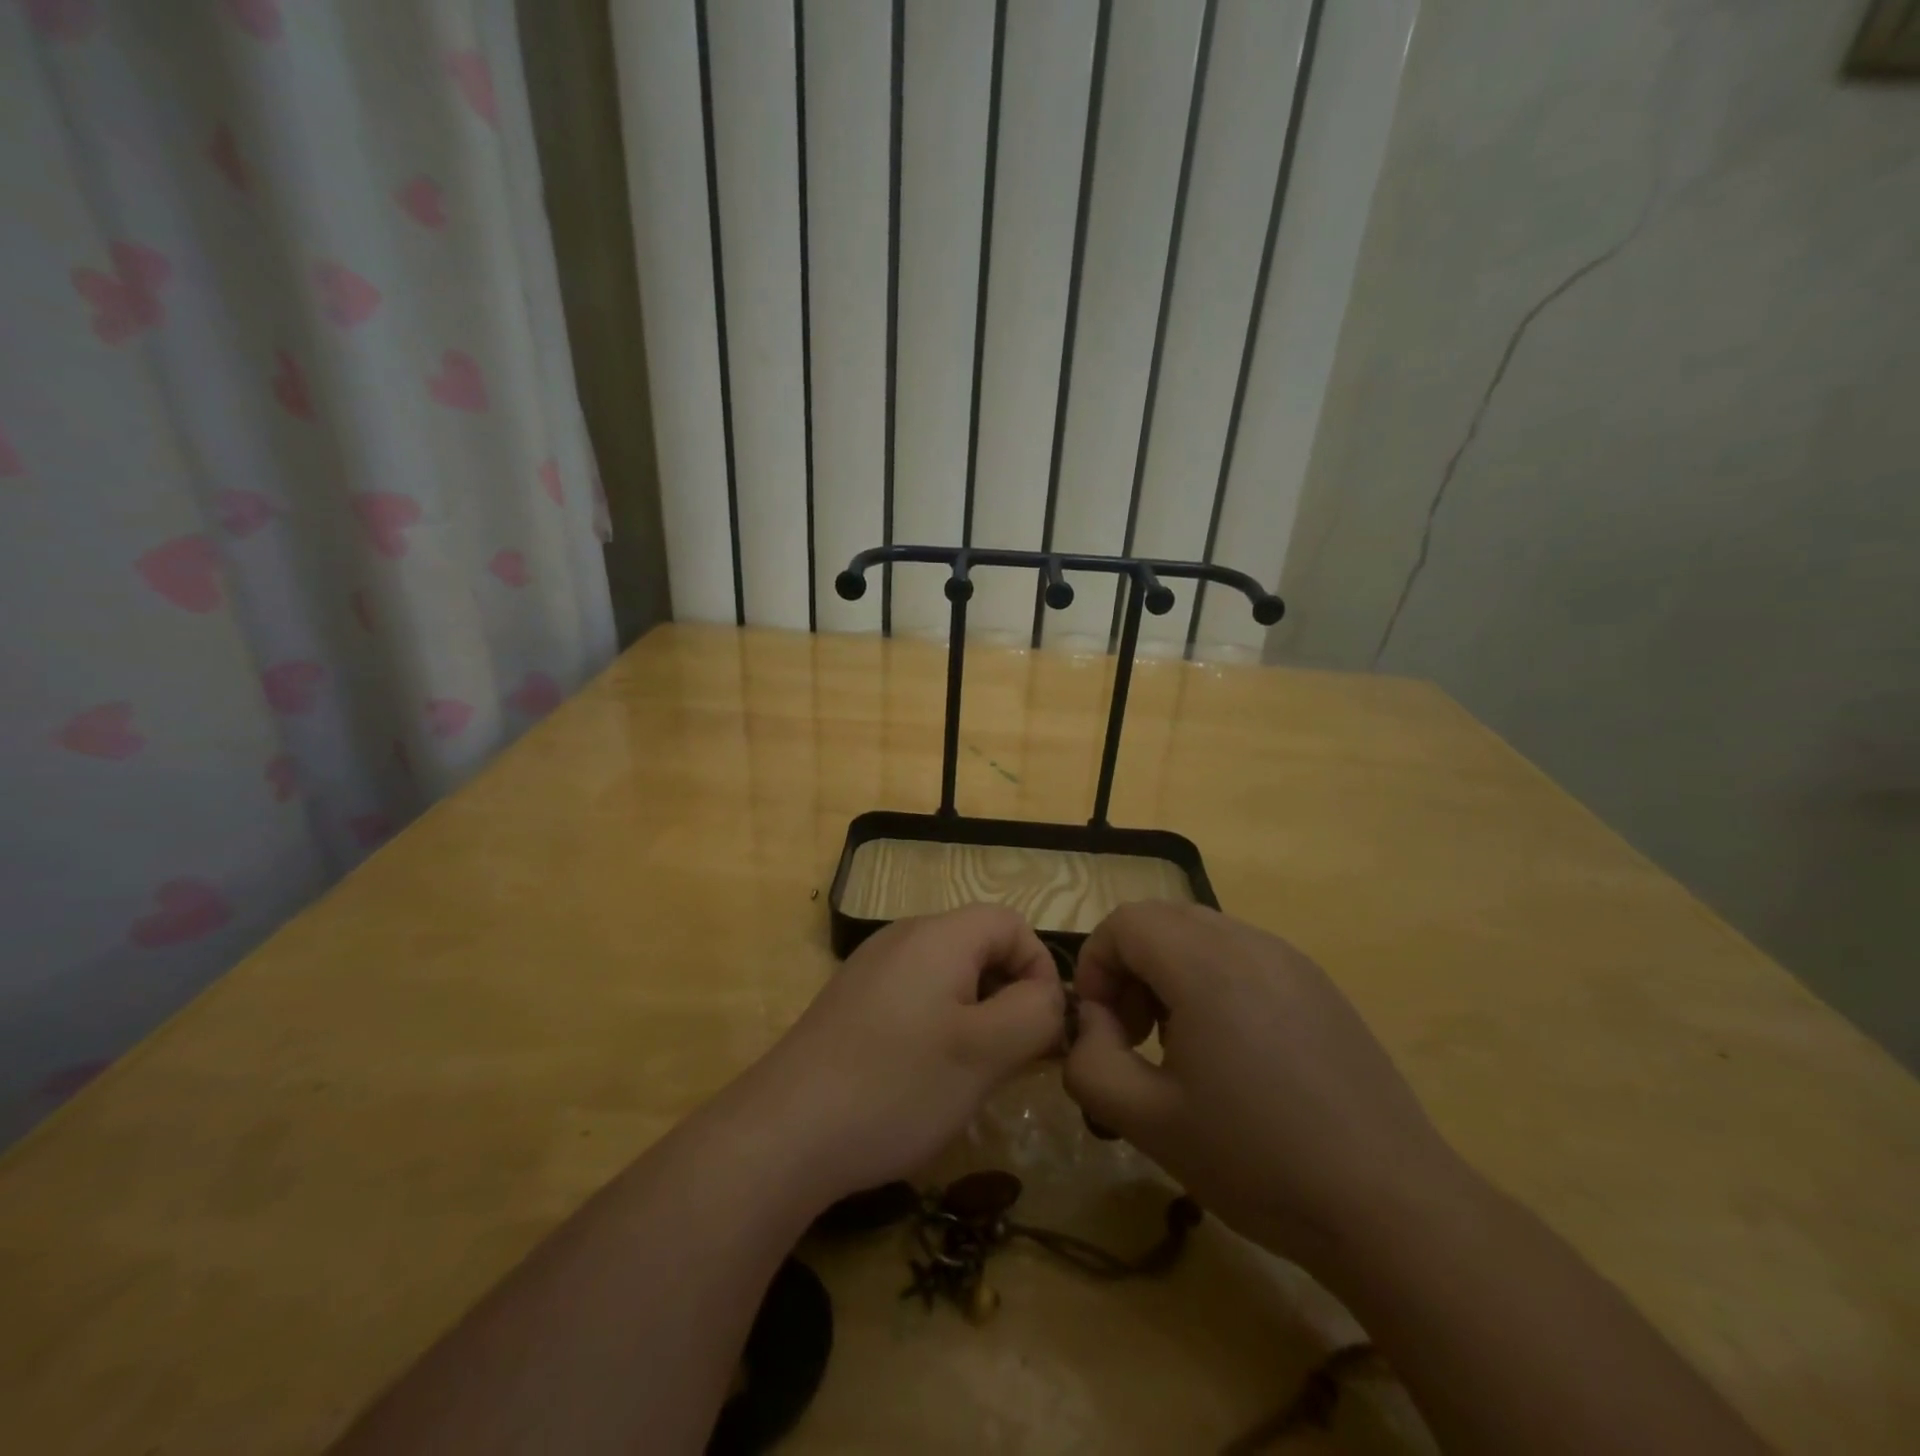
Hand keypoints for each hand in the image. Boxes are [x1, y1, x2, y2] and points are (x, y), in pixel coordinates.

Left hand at [742, 905, 1064, 1202]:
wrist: (784, 1132)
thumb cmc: (897, 1085)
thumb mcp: (986, 1052)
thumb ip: (1036, 1013)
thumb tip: (1049, 997)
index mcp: (939, 935)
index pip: (1011, 923)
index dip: (1039, 968)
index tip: (1040, 1029)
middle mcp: (903, 938)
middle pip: (979, 946)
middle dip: (1008, 996)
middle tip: (1012, 1059)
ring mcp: (871, 969)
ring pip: (948, 976)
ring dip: (975, 1017)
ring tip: (972, 1074)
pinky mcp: (851, 1003)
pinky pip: (914, 998)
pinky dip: (938, 1027)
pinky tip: (924, 1078)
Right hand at [1064, 902, 1464, 1268]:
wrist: (1392, 1208)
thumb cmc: (1259, 1161)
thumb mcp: (1148, 1122)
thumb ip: (1090, 1063)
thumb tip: (1094, 1024)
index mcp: (1206, 965)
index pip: (1125, 922)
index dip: (1096, 964)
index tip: (1103, 1027)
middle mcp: (1250, 942)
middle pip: (1162, 920)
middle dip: (1130, 967)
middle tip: (1134, 1034)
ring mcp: (1291, 960)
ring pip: (1203, 934)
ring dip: (1170, 972)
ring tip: (1180, 1045)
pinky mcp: (1319, 985)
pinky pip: (1244, 955)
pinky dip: (1213, 980)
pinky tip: (1234, 1053)